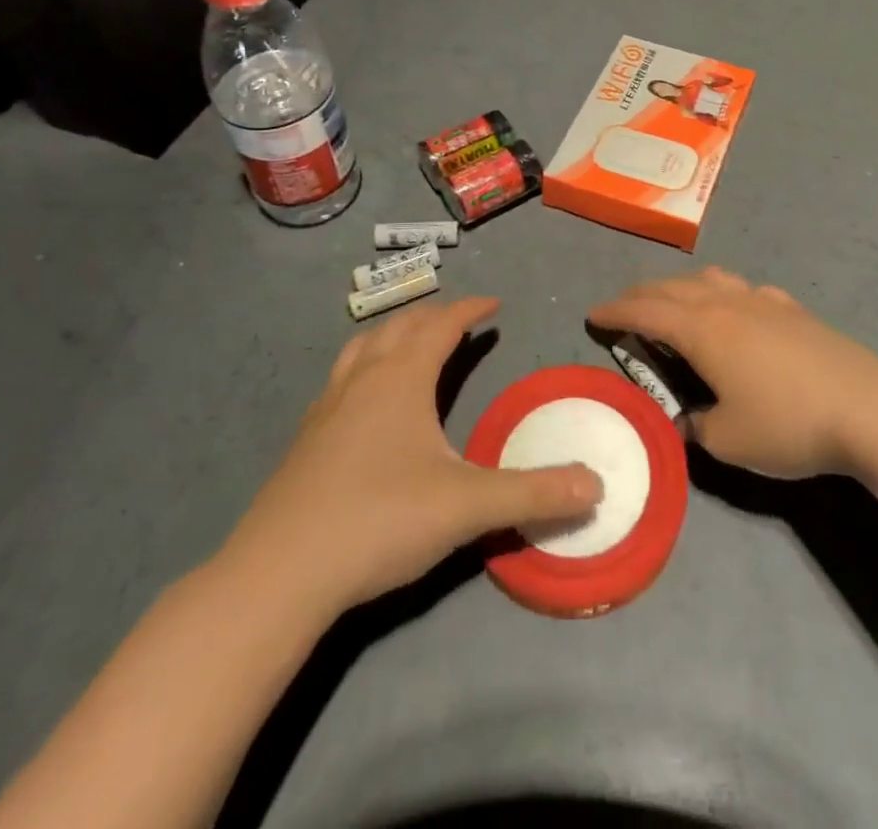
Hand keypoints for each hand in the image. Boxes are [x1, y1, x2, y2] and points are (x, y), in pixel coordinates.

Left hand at [224, 297, 602, 611]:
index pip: (440, 325)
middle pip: (400, 326)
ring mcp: (327, 406)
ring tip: (412, 342)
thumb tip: (598, 485)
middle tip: (460, 320)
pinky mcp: (306, 438)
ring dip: (394, 334)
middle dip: (433, 316)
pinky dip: (366, 366)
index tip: (493, 303)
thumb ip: (534, 493)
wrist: (280, 573)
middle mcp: (362, 379)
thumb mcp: (467, 506)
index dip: (469, 309)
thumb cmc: (379, 521)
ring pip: (363, 347)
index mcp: (401, 378)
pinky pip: (342, 378)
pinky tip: (367, 400)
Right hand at [588, 268, 877, 477]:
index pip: (645, 310)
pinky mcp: (792, 309)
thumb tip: (687, 417)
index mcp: (702, 329)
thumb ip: (696, 425)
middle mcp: (726, 303)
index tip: (592, 315)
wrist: (867, 408)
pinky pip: (743, 290)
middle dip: (641, 294)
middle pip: (672, 287)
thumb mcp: (728, 439)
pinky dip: (722, 294)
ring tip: (673, 303)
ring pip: (710, 279)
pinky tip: (734, 312)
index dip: (615, 311)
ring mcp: (762, 301)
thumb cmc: (788, 424)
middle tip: (624, 308)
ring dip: (681, 287)